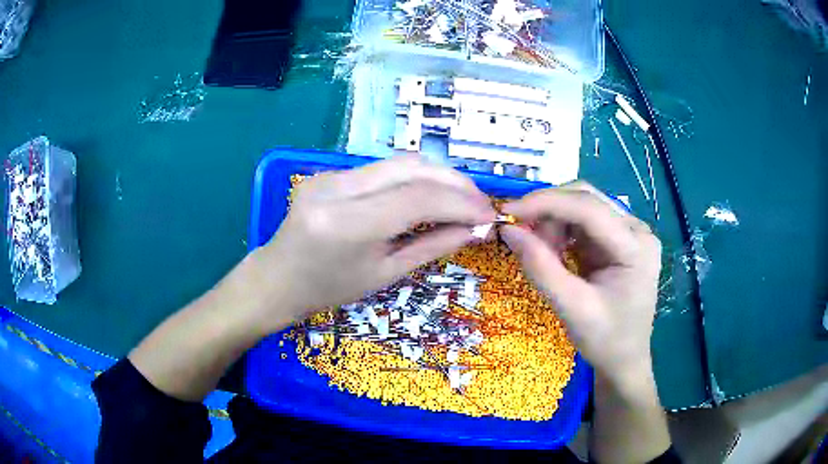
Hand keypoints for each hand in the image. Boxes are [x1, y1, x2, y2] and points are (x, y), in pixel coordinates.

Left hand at [255, 155, 495, 324]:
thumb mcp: (384, 275)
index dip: (461, 202)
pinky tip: (427, 196)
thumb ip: (432, 246)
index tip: (489, 215)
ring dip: (437, 177)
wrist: (278, 278)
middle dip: (455, 181)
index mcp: (348, 224)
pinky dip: (413, 179)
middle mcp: (337, 188)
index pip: (419, 197)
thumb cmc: (329, 289)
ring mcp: (330, 174)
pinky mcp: (329, 171)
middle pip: (412, 168)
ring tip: (461, 199)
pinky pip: (382, 169)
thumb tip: (474, 229)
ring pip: (399, 163)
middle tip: (480, 202)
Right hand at [500, 182, 660, 384]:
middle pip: (587, 200)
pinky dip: (560, 232)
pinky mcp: (617, 240)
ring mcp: (629, 233)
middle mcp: (637, 230)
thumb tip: (508, 230)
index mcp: (636, 247)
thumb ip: (541, 268)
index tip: (508, 212)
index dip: (546, 203)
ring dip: (553, 223)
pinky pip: (583, 223)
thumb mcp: (572, 308)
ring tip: (540, 252)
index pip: (589, 208)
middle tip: (520, 233)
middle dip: (549, 212)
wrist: (625, 360)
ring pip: (582, 208)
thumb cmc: (606, 340)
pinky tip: (552, 251)